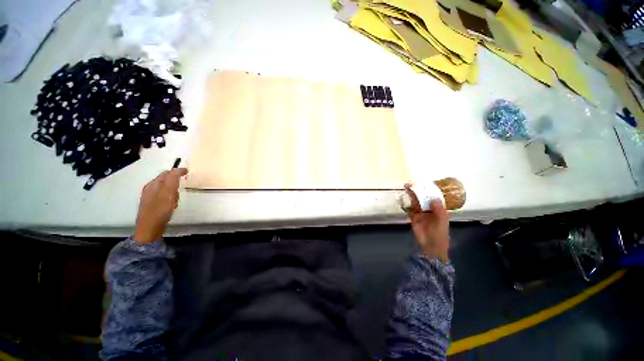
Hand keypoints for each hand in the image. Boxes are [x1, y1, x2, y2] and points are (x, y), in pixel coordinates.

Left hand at [133, 168, 187, 243]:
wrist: (149, 228)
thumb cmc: (160, 210)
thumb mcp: (168, 192)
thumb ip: (172, 180)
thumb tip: (177, 169)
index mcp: (153, 184)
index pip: (167, 173)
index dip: (177, 171)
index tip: (187, 171)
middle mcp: (150, 189)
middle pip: (165, 180)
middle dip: (175, 181)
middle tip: (182, 186)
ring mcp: (150, 197)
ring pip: (165, 189)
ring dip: (173, 192)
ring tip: (176, 200)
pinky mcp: (152, 205)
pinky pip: (163, 197)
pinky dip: (170, 198)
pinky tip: (171, 206)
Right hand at [404, 184, 449, 262]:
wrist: (430, 247)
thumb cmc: (439, 234)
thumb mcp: (442, 222)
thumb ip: (439, 210)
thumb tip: (433, 197)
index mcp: (439, 209)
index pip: (434, 197)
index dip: (429, 190)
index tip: (423, 183)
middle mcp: (430, 209)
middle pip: (423, 198)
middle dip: (417, 191)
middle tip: (410, 184)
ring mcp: (421, 213)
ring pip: (415, 202)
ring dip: (411, 196)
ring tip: (405, 189)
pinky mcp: (413, 217)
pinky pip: (409, 209)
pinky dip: (406, 204)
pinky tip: (403, 199)